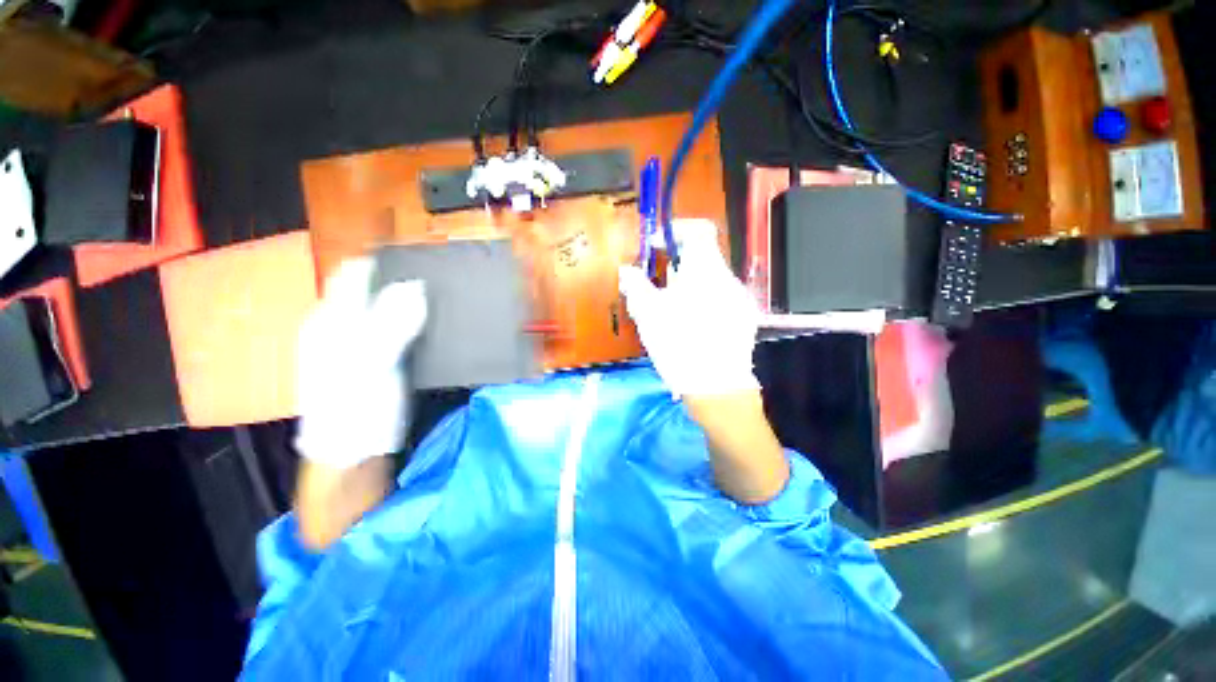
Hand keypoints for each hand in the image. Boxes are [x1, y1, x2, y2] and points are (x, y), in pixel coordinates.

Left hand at [295, 257, 426, 467]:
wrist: (352, 453)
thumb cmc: (356, 408)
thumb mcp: (372, 364)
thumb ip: (392, 321)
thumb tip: (416, 284)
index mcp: (332, 319)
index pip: (356, 272)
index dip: (386, 259)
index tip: (423, 254)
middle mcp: (340, 324)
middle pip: (370, 286)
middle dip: (402, 277)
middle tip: (441, 275)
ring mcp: (357, 342)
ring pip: (384, 305)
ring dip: (411, 298)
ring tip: (443, 295)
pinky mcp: (374, 358)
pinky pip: (394, 326)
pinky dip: (413, 319)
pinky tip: (433, 323)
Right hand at [618, 219, 759, 397]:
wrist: (717, 386)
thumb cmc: (679, 344)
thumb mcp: (648, 314)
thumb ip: (636, 286)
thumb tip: (627, 270)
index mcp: (705, 270)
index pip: (699, 230)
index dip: (676, 231)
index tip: (656, 248)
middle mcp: (728, 278)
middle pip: (701, 259)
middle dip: (675, 269)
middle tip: (657, 290)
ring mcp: (740, 299)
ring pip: (710, 281)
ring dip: (689, 288)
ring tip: (672, 313)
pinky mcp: (744, 319)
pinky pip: (720, 299)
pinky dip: (703, 303)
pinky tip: (692, 328)